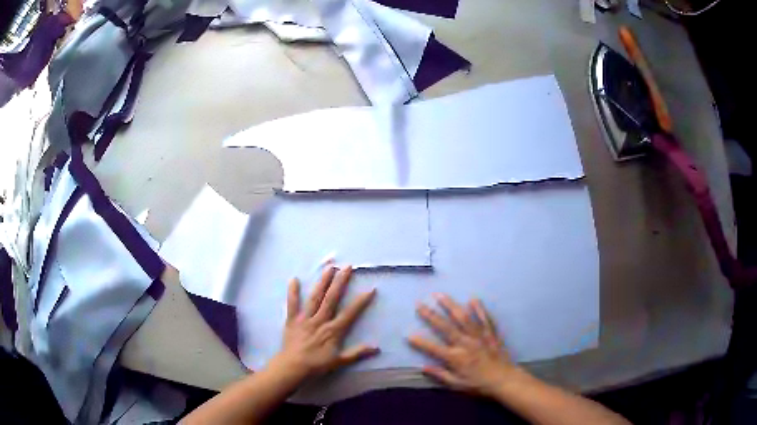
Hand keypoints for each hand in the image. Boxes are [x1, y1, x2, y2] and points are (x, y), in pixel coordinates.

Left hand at [272, 265, 378, 379]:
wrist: (292, 367)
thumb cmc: (316, 365)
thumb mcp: (339, 361)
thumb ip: (357, 353)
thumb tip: (377, 348)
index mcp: (333, 330)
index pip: (350, 313)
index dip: (360, 301)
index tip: (370, 289)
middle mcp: (320, 320)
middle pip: (332, 298)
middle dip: (341, 282)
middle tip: (348, 267)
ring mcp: (305, 318)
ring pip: (315, 297)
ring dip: (322, 282)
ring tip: (329, 268)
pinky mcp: (292, 320)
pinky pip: (292, 304)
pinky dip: (293, 292)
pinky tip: (294, 279)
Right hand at [408, 294, 522, 397]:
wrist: (505, 380)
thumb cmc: (479, 384)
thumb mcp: (457, 385)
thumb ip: (440, 375)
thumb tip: (423, 367)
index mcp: (455, 358)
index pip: (433, 348)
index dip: (420, 342)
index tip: (408, 334)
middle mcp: (465, 344)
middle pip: (446, 327)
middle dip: (431, 315)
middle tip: (419, 303)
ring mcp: (479, 336)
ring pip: (464, 318)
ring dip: (451, 305)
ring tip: (441, 295)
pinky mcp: (491, 334)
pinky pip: (485, 319)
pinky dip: (479, 309)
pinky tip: (473, 299)